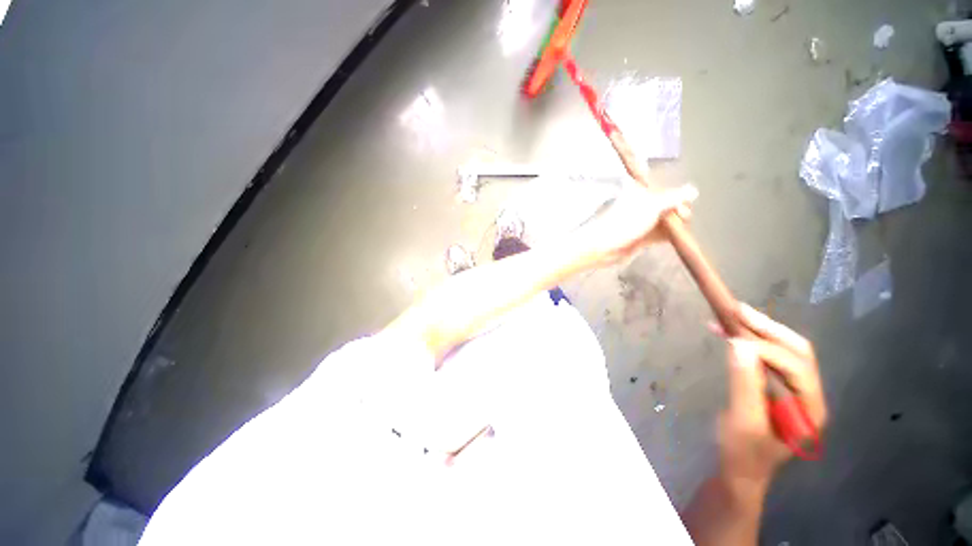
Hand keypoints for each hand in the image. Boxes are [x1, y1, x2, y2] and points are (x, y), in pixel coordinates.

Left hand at [581, 182, 697, 265]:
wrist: (604, 246)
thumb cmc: (625, 221)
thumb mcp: (651, 205)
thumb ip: (673, 198)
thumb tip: (693, 190)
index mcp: (639, 191)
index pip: (665, 188)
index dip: (678, 195)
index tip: (684, 205)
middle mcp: (641, 205)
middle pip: (668, 205)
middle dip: (679, 211)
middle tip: (684, 218)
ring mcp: (642, 222)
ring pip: (666, 221)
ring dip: (676, 224)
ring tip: (683, 229)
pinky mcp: (642, 237)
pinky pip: (661, 234)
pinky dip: (670, 235)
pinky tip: (679, 237)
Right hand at [716, 305, 827, 486]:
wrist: (739, 472)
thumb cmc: (742, 453)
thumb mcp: (742, 421)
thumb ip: (744, 383)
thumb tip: (739, 344)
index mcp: (809, 407)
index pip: (795, 366)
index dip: (765, 349)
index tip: (730, 339)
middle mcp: (807, 394)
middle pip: (796, 352)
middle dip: (768, 329)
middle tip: (738, 310)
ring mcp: (792, 391)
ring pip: (782, 351)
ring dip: (757, 331)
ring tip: (731, 315)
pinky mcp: (774, 388)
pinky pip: (765, 358)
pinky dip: (747, 342)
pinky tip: (727, 334)